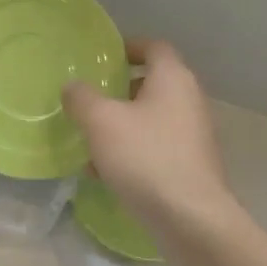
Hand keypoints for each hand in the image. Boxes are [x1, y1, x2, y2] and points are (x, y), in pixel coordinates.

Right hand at [63, 40, 236, 230]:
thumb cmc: (145, 157)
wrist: (191, 218)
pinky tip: (104, 172)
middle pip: (151, 84)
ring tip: (89, 140)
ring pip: (151, 119)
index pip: (153, 47)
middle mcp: (189, 101)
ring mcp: (193, 135)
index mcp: (172, 79)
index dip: (128, 47)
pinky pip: (155, 148)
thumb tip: (73, 87)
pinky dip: (131, 152)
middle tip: (89, 99)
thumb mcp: (100, 122)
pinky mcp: (190, 166)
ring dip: (121, 125)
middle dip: (118, 91)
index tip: (102, 57)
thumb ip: (81, 98)